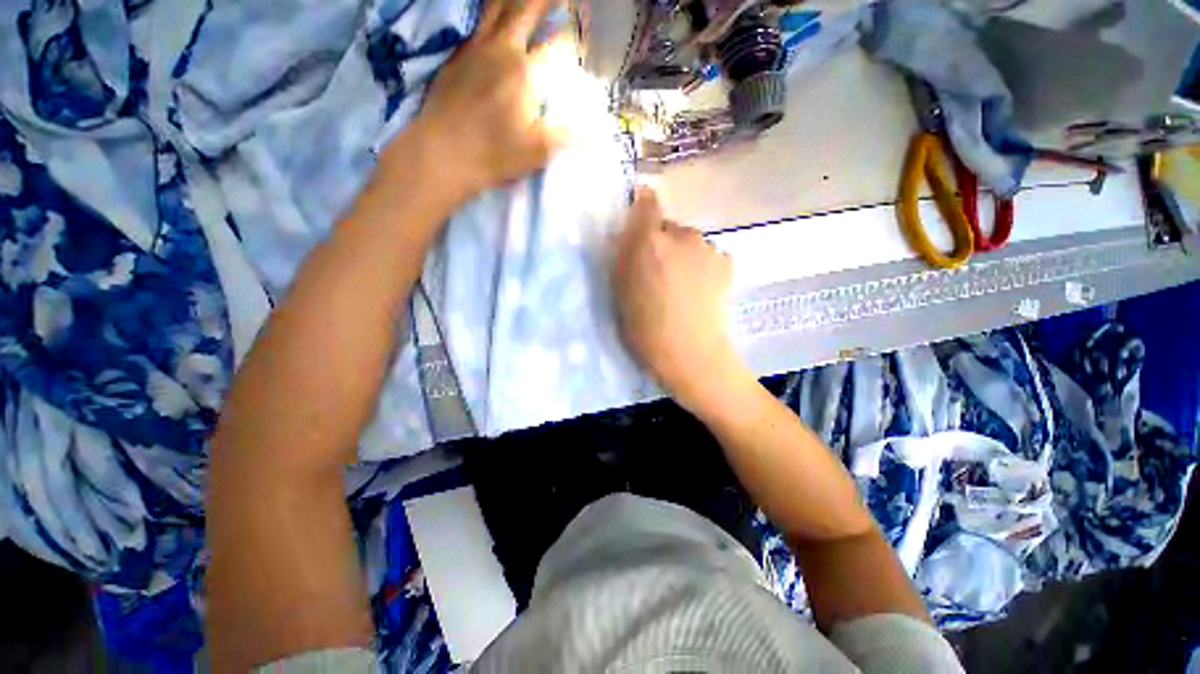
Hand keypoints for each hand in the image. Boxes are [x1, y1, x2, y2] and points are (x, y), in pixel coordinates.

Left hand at [406, 0, 564, 200]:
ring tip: (527, 3)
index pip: (555, 44)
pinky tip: (495, 20)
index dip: (570, 35)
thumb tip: (596, 134)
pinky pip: (477, 24)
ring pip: (496, 9)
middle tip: (559, 0)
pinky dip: (490, 16)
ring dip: (513, 1)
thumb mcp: (537, 152)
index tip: (582, 30)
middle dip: (544, 1)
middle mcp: (500, 50)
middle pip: (524, 10)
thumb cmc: (494, 154)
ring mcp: (474, 49)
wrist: (442, 154)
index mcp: (523, 71)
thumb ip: (566, 137)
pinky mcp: (455, 56)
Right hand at [614, 187, 742, 409]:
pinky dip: (702, 265)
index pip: (647, 202)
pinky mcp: (726, 262)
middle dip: (661, 242)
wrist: (691, 353)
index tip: (638, 224)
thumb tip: (629, 231)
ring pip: (689, 242)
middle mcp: (681, 235)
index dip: (642, 207)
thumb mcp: (619, 290)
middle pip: (668, 226)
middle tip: (658, 272)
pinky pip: (707, 255)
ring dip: (683, 254)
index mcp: (649, 241)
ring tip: (680, 286)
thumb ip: (622, 254)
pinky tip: (700, 289)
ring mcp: (708, 247)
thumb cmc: (645, 328)